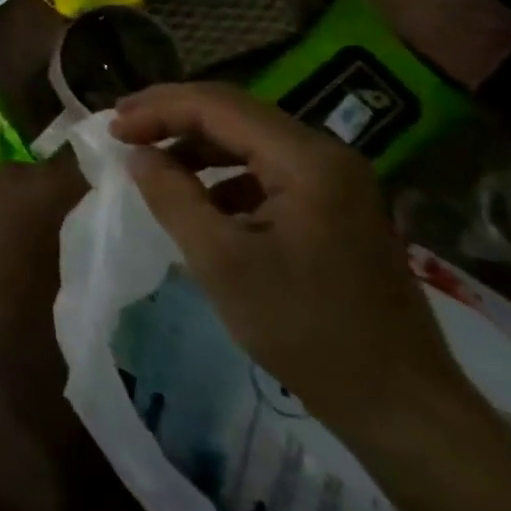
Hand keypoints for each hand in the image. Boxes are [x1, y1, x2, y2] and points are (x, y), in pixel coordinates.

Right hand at [110, 83, 467, 441]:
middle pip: (235, 112)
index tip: (111, 130)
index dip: (157, 110)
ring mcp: (336, 181)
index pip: (217, 106)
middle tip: (121, 126)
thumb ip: (172, 196)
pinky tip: (199, 198)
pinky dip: (222, 172)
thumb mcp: (221, 260)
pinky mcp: (335, 208)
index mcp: (306, 160)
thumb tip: (137, 154)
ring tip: (149, 157)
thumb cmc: (305, 328)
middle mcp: (327, 155)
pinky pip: (266, 169)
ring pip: (250, 138)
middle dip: (172, 114)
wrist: (400, 404)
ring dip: (195, 142)